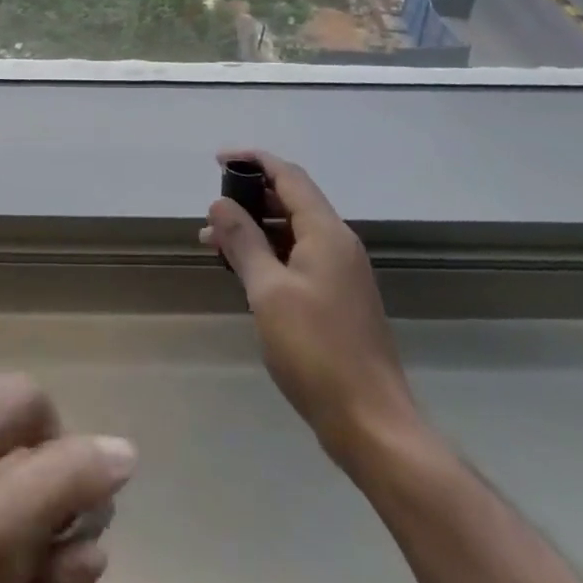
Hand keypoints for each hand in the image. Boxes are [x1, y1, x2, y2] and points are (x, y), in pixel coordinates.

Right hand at [201, 150, 420, 474]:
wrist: (370, 422)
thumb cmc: (316, 350)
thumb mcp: (268, 291)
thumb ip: (243, 241)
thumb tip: (220, 204)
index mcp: (326, 233)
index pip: (289, 176)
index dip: (253, 161)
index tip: (218, 160)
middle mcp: (338, 244)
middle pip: (293, 200)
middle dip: (250, 197)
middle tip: (211, 209)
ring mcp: (341, 273)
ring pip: (293, 231)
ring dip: (255, 228)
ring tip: (214, 241)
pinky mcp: (337, 299)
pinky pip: (298, 257)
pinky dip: (269, 253)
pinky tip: (243, 270)